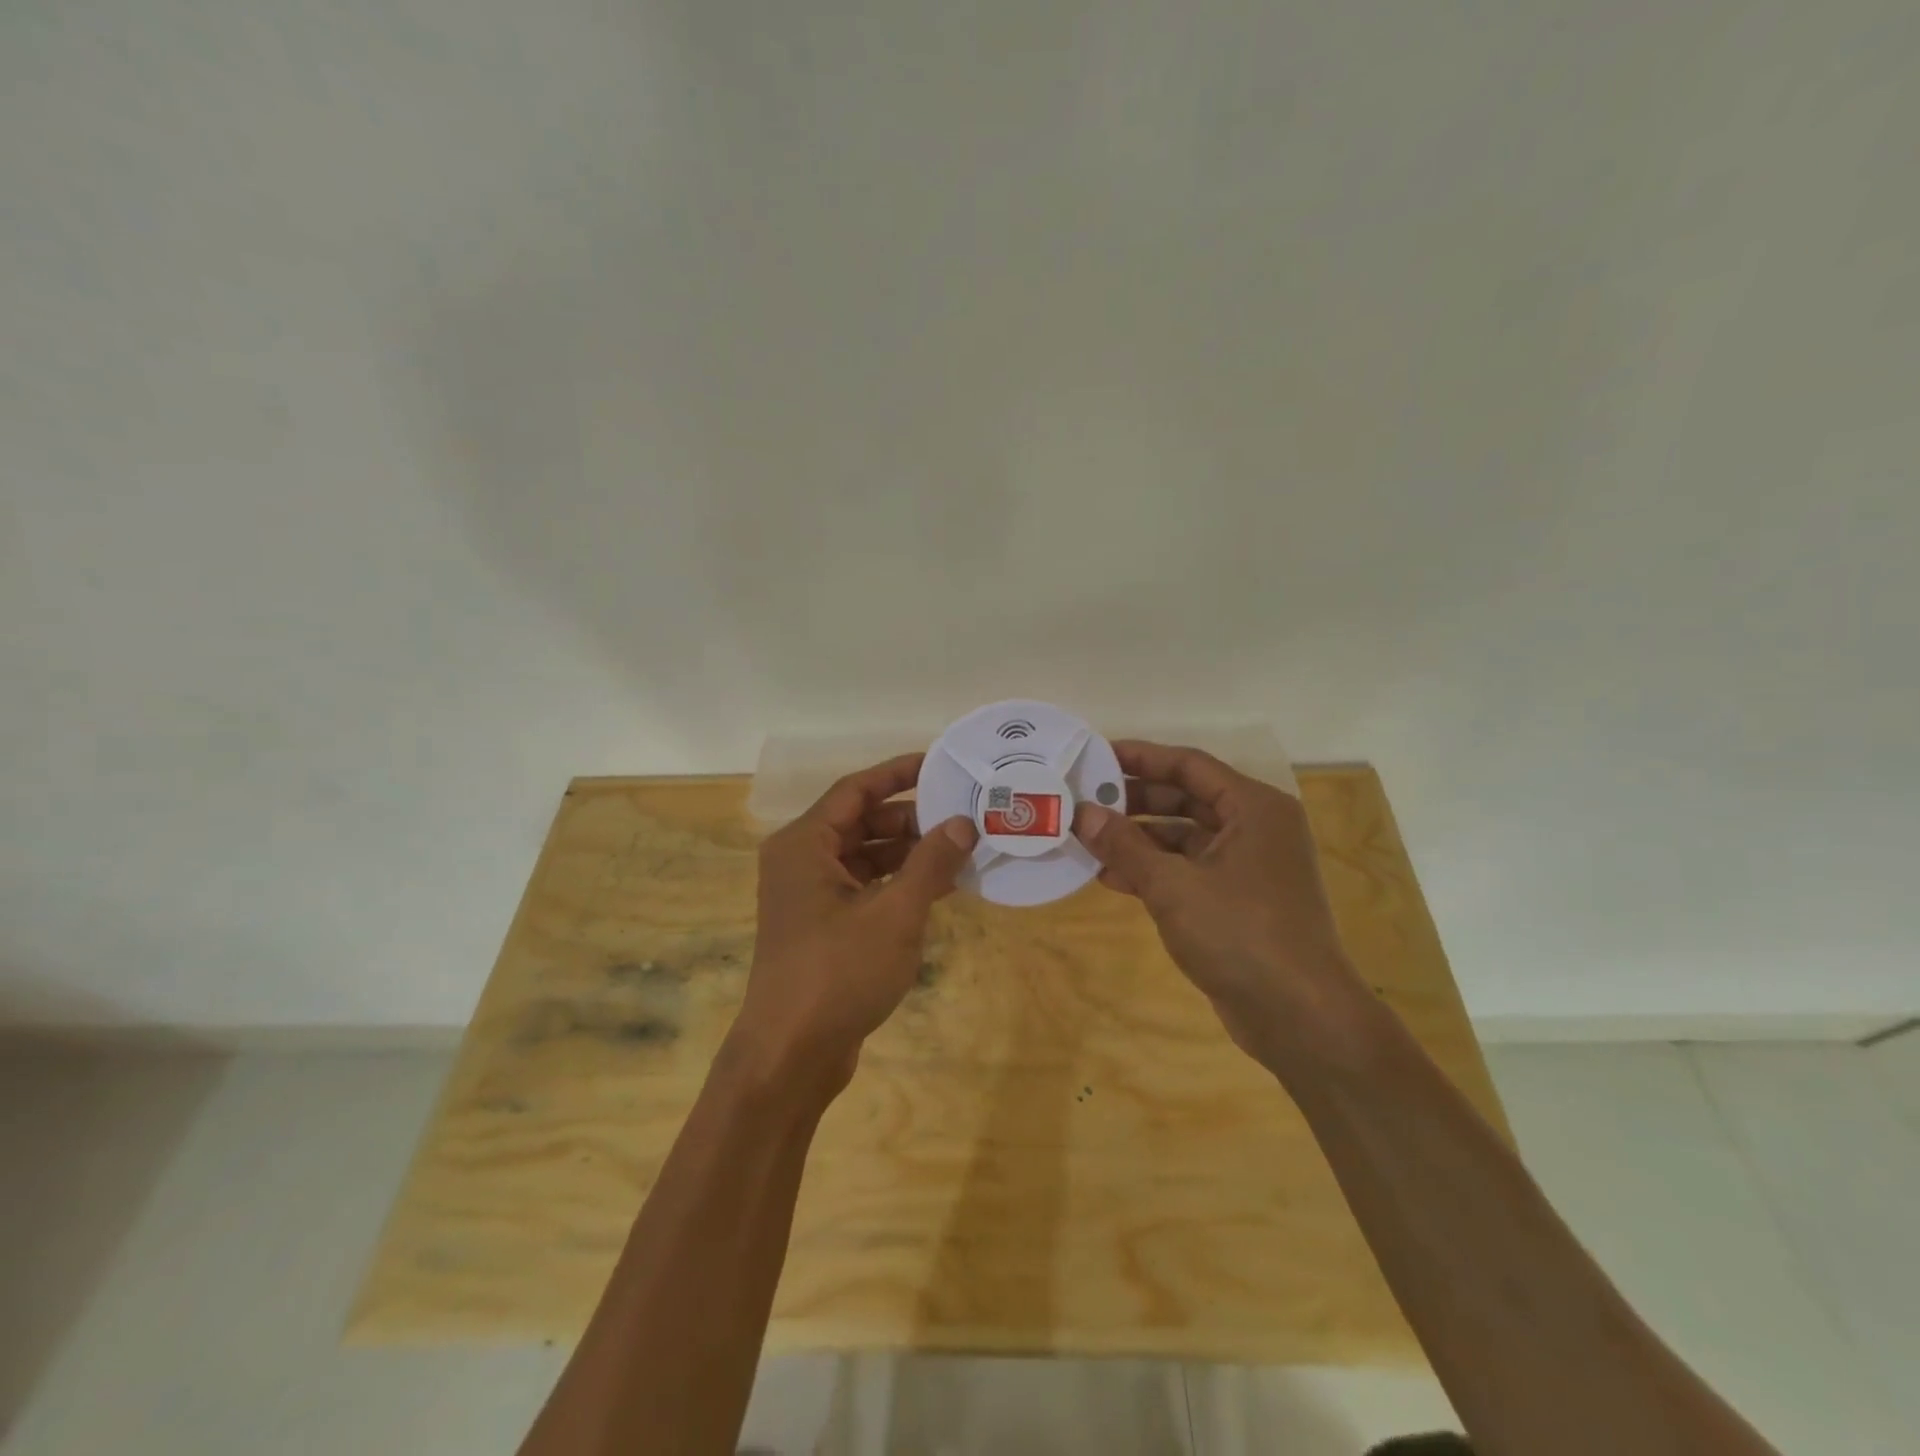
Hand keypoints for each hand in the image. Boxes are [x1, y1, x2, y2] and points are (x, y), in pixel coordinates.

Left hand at [731, 753, 977, 1096]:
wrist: (790, 1055)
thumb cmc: (838, 973)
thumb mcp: (895, 914)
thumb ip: (930, 862)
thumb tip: (963, 822)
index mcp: (805, 844)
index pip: (856, 789)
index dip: (898, 773)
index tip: (940, 763)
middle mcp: (801, 860)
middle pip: (862, 821)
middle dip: (911, 818)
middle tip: (962, 815)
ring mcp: (809, 895)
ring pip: (865, 855)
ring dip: (908, 852)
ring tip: (960, 850)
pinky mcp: (821, 924)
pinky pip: (863, 886)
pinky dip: (896, 882)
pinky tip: (938, 887)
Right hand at [1072, 740, 1370, 1069]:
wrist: (1300, 1018)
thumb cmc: (1241, 934)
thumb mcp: (1173, 885)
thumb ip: (1124, 845)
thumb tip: (1082, 813)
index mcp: (1253, 808)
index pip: (1189, 765)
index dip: (1141, 757)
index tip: (1096, 755)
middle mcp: (1255, 828)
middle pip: (1186, 798)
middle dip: (1135, 800)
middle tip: (1086, 799)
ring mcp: (1248, 867)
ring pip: (1184, 837)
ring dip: (1139, 838)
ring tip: (1089, 839)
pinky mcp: (1238, 902)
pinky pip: (1189, 870)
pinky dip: (1154, 871)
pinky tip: (1112, 878)